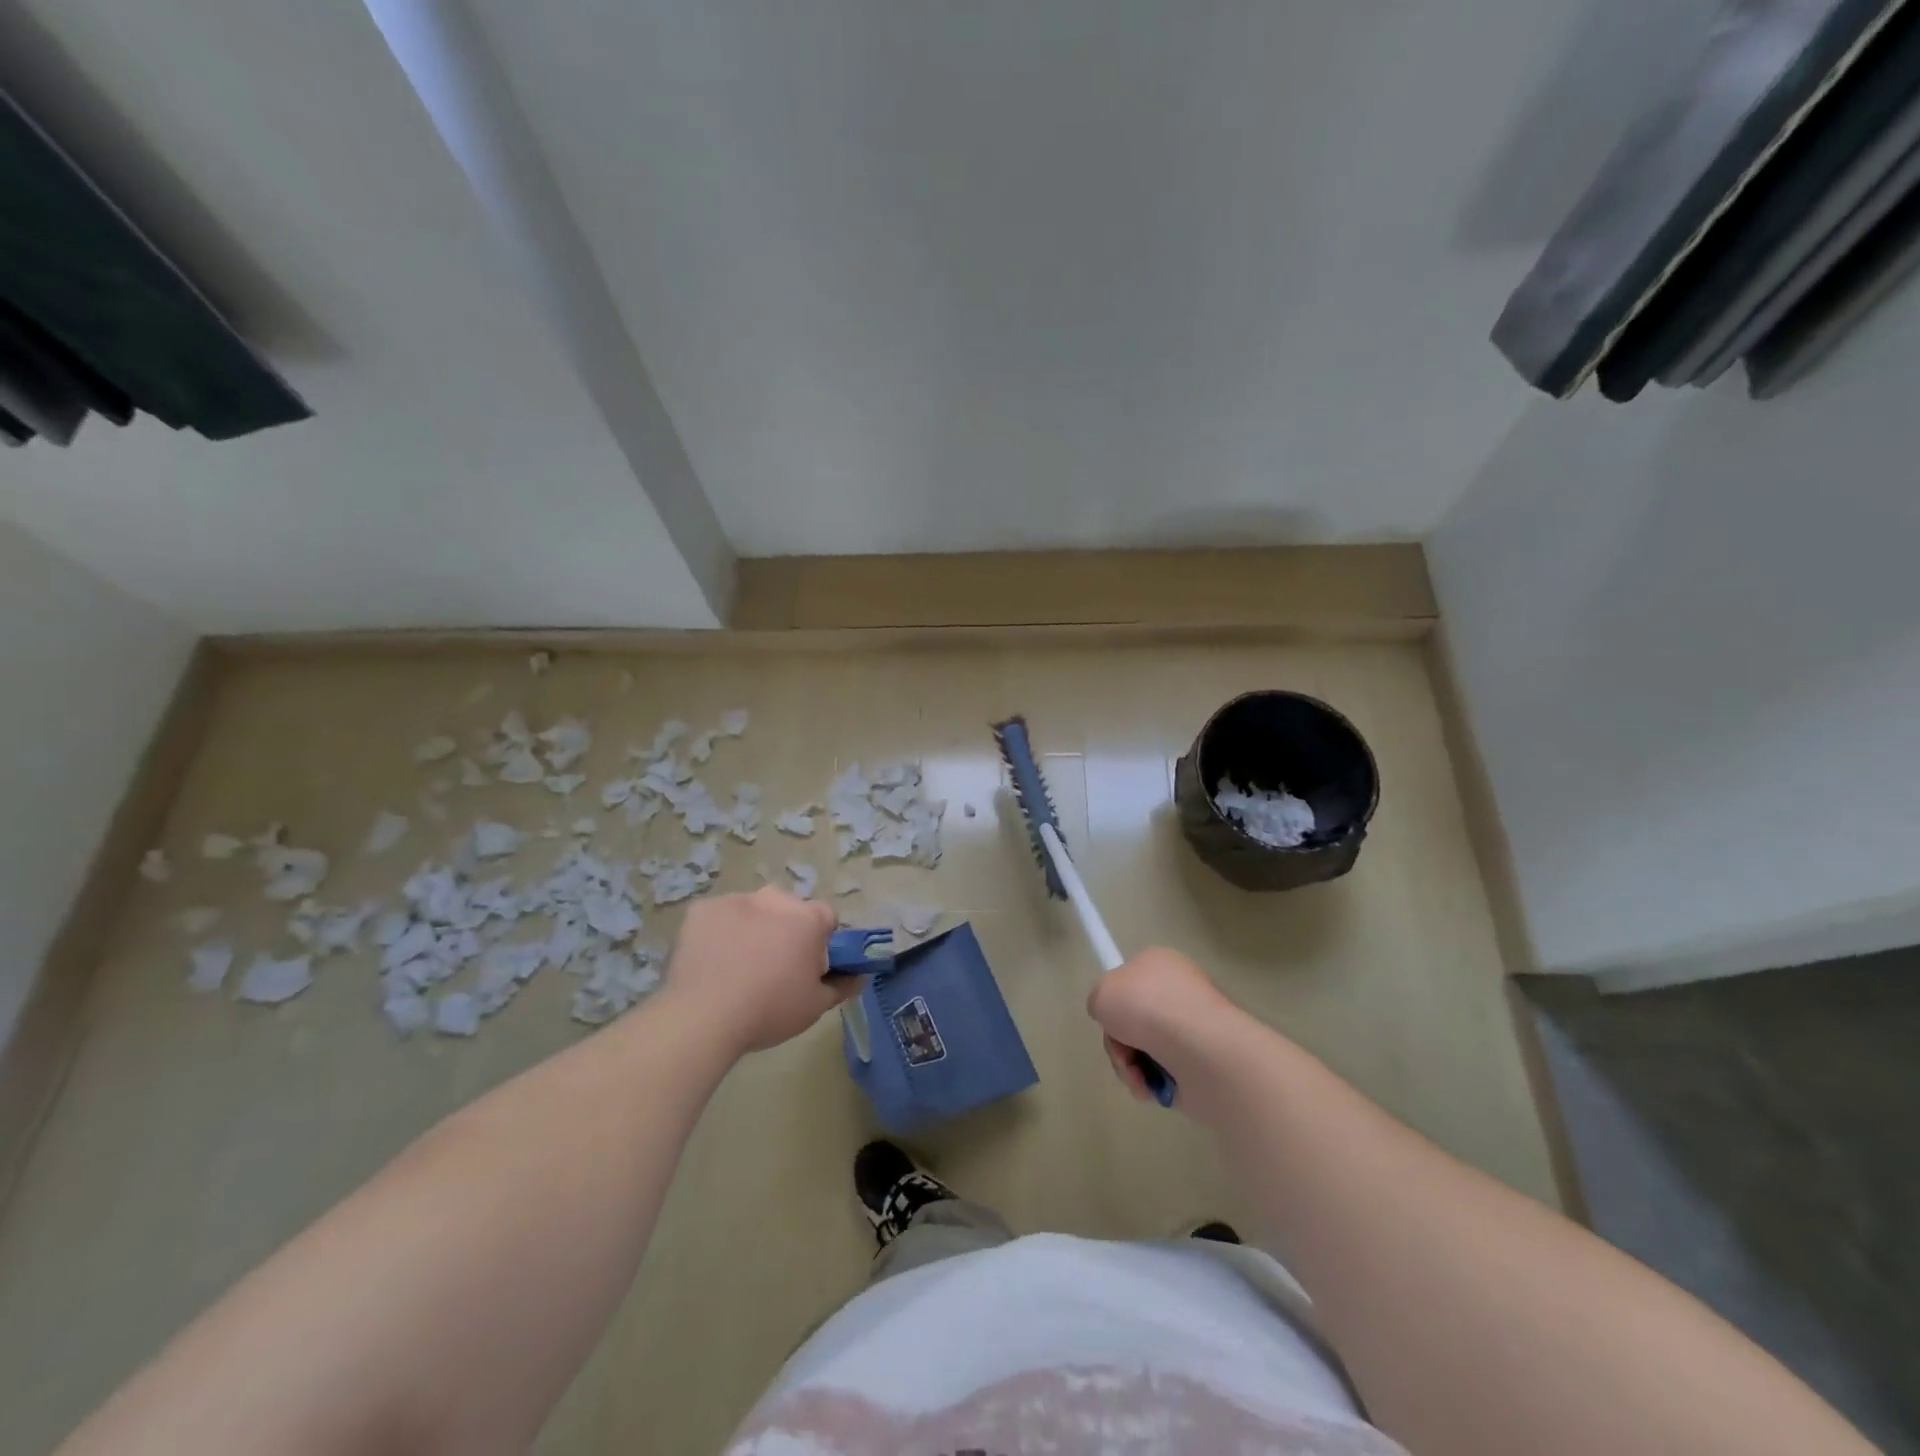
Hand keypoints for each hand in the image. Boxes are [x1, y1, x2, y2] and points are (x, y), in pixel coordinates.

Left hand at [660, 889, 850, 1055]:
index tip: (808, 967)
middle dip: (786, 931)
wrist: (703, 1017)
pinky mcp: (702, 909)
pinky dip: (720, 932)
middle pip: (789, 910)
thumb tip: (859, 975)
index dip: (820, 942)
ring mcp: (736, 900)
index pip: (826, 918)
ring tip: (737, 967)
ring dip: (753, 928)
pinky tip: (712, 961)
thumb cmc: (769, 1010)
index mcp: (808, 917)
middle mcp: (775, 899)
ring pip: (753, 910)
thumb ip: (843, 985)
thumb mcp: (816, 1006)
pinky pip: (720, 917)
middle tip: (773, 969)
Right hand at [1087, 946, 1244, 1104]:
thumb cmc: (1146, 1007)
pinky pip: (1165, 1073)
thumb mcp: (1102, 993)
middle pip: (1133, 1020)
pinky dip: (1152, 1083)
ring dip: (1132, 1066)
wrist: (1198, 1048)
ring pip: (1145, 1050)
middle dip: (1119, 1042)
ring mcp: (1193, 1029)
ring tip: (1138, 1075)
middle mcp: (1179, 991)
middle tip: (1122, 1050)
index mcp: (1160, 963)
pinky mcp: (1202, 1063)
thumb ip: (1100, 1001)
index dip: (1116, 1000)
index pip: (1130, 978)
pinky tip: (1153, 1086)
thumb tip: (1117, 1020)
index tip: (1112, 1016)